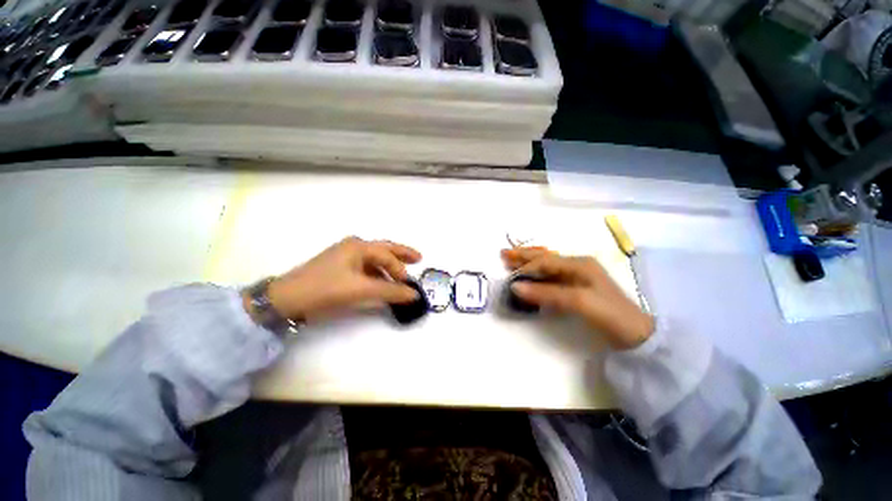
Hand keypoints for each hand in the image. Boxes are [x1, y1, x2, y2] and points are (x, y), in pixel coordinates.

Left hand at [246, 237, 421, 322]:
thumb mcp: (361, 289)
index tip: (408, 284)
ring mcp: (345, 256)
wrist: (286, 299)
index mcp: (359, 246)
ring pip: (375, 259)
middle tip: (419, 258)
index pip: (387, 256)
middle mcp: (354, 246)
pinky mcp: (339, 267)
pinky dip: (377, 273)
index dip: (400, 269)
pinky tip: (381, 281)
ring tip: (402, 275)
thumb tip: (414, 295)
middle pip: (384, 249)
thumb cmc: (325, 289)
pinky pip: (365, 267)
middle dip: (402, 254)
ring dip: (389, 266)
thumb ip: (390, 291)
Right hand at [501, 248, 654, 349]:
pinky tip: (531, 277)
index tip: (510, 278)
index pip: (545, 261)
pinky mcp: (577, 288)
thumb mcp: (579, 302)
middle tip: (503, 254)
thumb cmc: (609, 314)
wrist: (638, 335)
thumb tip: (515, 287)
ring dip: (529, 264)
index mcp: (579, 264)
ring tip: (511, 260)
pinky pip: (552, 277)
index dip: (526, 267)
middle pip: (544, 257)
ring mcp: (578, 276)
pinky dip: (538, 276)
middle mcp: (577, 265)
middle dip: (523, 256)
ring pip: (547, 266)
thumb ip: (546, 293)